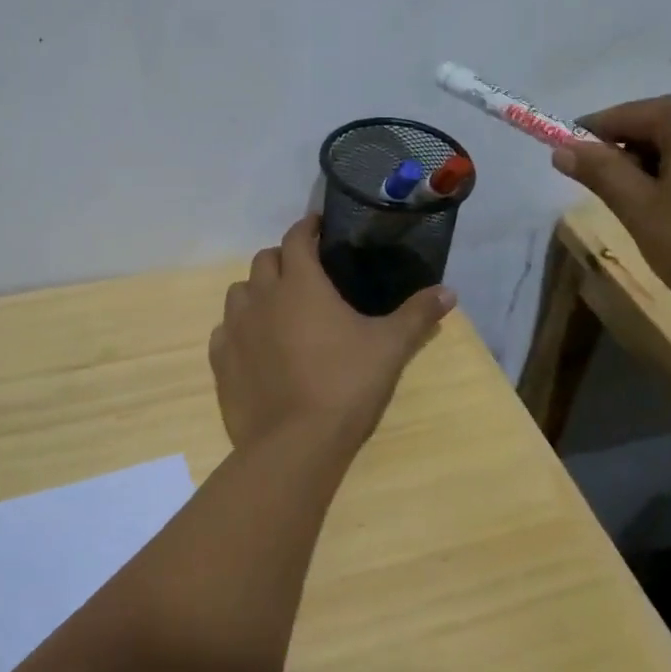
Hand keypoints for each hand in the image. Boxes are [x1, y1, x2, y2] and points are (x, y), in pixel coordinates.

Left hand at [209, 216, 454, 456]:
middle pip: (264, 260)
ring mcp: (236, 329)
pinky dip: (239, 327)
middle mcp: (262, 297)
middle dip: (283, 258)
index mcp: (300, 284)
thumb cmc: (346, 386)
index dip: (307, 227)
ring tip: (277, 306)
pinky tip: (255, 344)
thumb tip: (449, 291)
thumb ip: (417, 315)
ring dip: (257, 290)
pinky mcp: (221, 361)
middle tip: (305, 271)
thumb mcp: (390, 348)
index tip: (317, 226)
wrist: (295, 444)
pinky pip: (225, 330)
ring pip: (239, 292)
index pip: (297, 238)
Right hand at [551, 92, 670, 318]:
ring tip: (663, 218)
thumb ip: (601, 173)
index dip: (588, 141)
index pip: (621, 116)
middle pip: (659, 125)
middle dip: (631, 159)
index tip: (570, 169)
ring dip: (666, 171)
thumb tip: (563, 149)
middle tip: (621, 205)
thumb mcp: (641, 210)